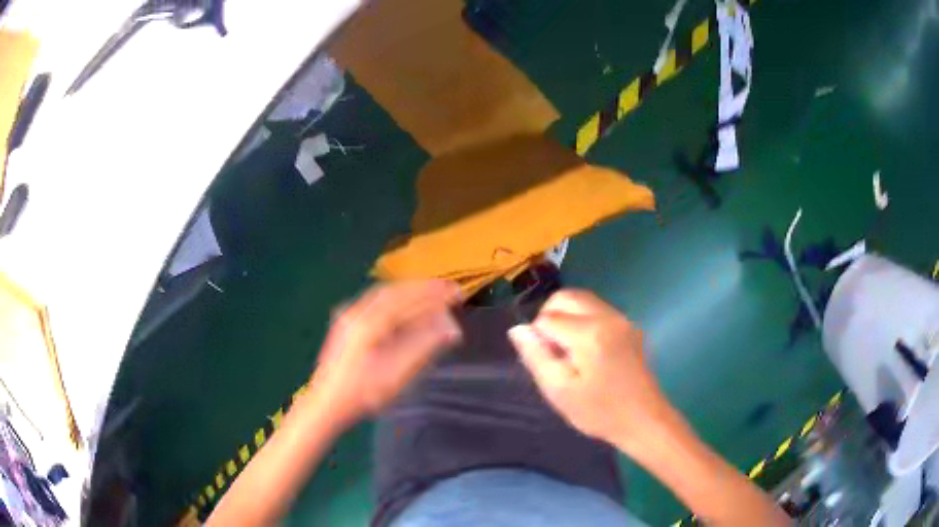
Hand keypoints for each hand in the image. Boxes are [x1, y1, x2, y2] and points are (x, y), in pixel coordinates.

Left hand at [312, 280, 462, 425]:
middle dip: (423, 288)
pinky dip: (396, 300)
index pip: (407, 299)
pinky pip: (375, 302)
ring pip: (384, 294)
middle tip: (448, 290)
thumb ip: (423, 346)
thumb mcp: (397, 374)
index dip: (433, 294)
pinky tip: (406, 306)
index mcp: (368, 323)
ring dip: (409, 292)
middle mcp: (356, 312)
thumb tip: (451, 327)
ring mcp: (348, 315)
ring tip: (432, 294)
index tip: (456, 292)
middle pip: (394, 291)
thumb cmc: (362, 393)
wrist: (326, 403)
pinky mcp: (346, 322)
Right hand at [508, 289, 667, 454]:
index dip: (537, 337)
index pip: (547, 317)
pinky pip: (598, 310)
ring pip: (582, 300)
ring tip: (567, 350)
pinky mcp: (629, 326)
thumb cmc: (599, 411)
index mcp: (589, 333)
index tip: (545, 361)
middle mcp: (607, 316)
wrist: (643, 420)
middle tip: (550, 349)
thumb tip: (518, 330)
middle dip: (549, 316)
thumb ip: (536, 356)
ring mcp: (621, 319)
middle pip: (566, 297)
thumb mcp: (559, 391)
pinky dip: (582, 319)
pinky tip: (586, 350)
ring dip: (566, 316)